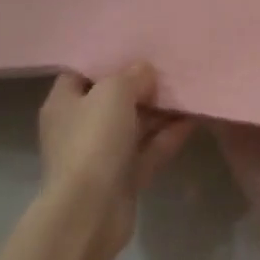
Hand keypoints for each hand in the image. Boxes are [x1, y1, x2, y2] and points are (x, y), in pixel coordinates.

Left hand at [38, 63, 194, 259]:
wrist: (90, 212)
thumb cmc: (93, 141)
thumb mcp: (113, 92)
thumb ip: (132, 75)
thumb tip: (145, 72)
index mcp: (64, 103)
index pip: (84, 72)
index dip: (109, 59)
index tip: (138, 47)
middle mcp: (80, 127)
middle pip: (114, 99)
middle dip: (142, 85)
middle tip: (171, 66)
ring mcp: (102, 154)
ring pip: (136, 125)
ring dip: (160, 111)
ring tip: (189, 89)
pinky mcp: (124, 177)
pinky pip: (150, 149)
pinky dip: (169, 136)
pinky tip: (194, 118)